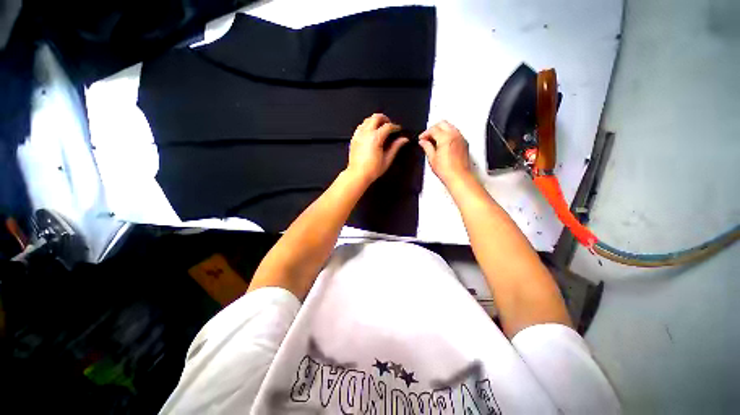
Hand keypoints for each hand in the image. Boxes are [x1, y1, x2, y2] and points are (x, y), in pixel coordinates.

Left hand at [345, 113, 408, 185]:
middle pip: (376, 117)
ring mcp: (359, 135)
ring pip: (367, 120)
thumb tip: (404, 139)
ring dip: (375, 121)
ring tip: (380, 128)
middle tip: (390, 125)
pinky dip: (367, 126)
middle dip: (385, 119)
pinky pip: (360, 126)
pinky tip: (370, 133)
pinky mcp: (354, 138)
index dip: (395, 127)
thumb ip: (396, 147)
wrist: (358, 175)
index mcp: (375, 138)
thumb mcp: (387, 159)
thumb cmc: (372, 170)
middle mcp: (366, 133)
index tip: (398, 130)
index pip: (388, 126)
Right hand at [418, 121, 472, 186]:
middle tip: (427, 137)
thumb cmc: (447, 170)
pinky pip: (455, 133)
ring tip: (434, 140)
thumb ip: (427, 147)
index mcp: (445, 137)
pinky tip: (443, 143)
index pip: (433, 129)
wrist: (459, 177)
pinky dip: (448, 134)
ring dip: (441, 130)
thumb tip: (423, 142)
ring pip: (450, 127)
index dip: (425, 133)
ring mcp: (461, 138)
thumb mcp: (432, 158)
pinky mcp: (464, 143)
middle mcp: (455, 135)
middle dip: (433, 128)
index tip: (421, 138)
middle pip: (443, 124)